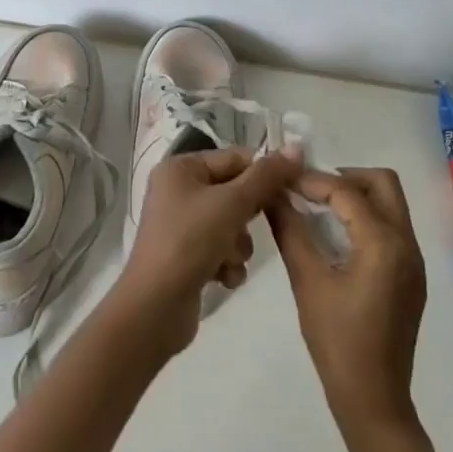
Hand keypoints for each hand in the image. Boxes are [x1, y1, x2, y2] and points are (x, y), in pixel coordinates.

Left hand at [116, 149, 300, 357]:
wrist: (156, 305)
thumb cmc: (191, 241)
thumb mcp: (232, 203)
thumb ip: (267, 176)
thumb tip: (296, 146)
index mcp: (181, 168)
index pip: (235, 158)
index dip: (264, 175)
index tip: (291, 191)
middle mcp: (178, 191)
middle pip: (235, 193)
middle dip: (248, 217)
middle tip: (248, 228)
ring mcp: (181, 225)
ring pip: (232, 225)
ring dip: (238, 245)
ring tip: (226, 259)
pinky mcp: (186, 255)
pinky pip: (221, 249)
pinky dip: (227, 263)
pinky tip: (221, 277)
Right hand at [266, 167, 426, 431]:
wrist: (373, 397)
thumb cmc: (337, 340)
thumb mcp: (307, 281)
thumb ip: (290, 231)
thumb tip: (272, 194)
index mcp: (384, 243)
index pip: (347, 191)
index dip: (311, 180)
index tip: (281, 180)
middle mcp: (407, 243)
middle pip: (382, 184)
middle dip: (343, 177)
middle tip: (307, 191)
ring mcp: (414, 260)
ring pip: (389, 205)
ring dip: (354, 197)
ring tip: (315, 209)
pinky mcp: (411, 276)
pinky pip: (390, 228)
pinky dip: (363, 219)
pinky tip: (334, 237)